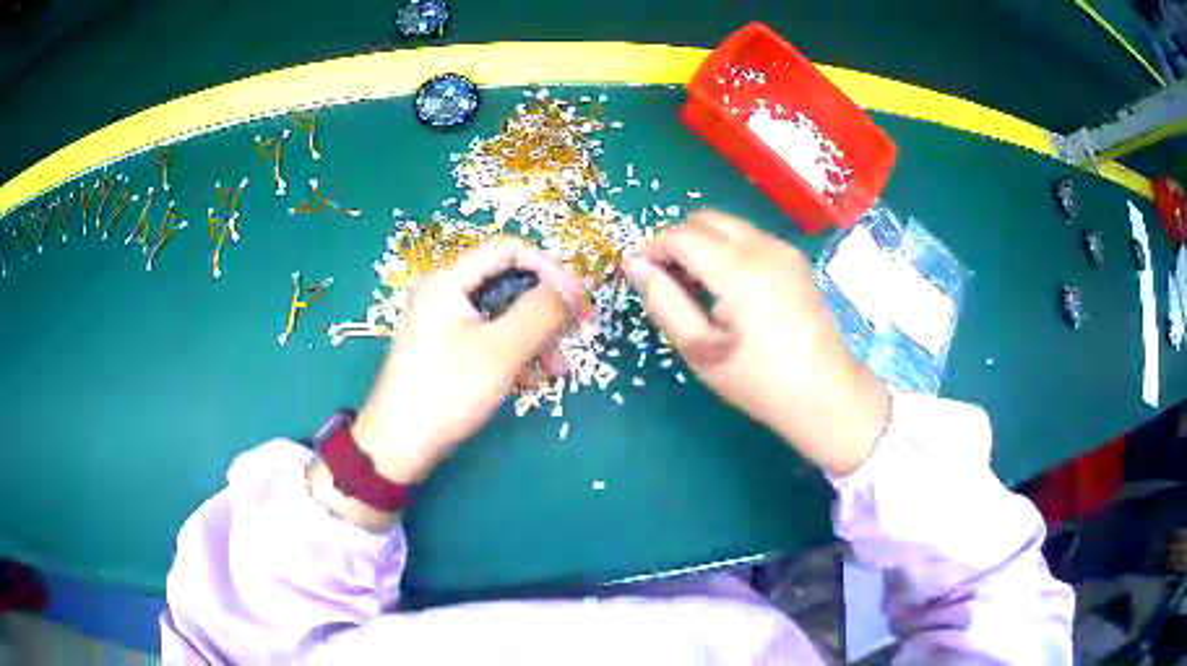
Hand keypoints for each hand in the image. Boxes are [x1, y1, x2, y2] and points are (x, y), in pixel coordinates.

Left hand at [350, 238, 583, 483]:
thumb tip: (569, 290)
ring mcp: (446, 322)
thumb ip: (540, 312)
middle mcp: (447, 293)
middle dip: (545, 312)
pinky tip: (530, 382)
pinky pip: (492, 338)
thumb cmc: (447, 390)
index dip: (550, 269)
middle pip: (509, 283)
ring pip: (505, 314)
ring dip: (536, 338)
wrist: (400, 445)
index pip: (509, 250)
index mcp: (450, 280)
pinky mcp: (449, 349)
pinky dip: (516, 354)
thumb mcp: (501, 350)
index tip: (578, 301)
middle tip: (573, 337)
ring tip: (556, 372)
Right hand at [625, 211, 888, 475]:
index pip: (679, 235)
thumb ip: (663, 302)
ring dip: (704, 243)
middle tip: (672, 282)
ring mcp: (783, 249)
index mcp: (736, 268)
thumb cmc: (756, 378)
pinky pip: (750, 237)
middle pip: (704, 218)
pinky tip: (732, 289)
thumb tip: (635, 266)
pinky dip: (729, 249)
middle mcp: (761, 245)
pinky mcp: (795, 259)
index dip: (653, 250)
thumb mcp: (699, 348)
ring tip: (701, 288)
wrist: (823, 392)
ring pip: (728, 225)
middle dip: (678, 241)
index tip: (647, 279)